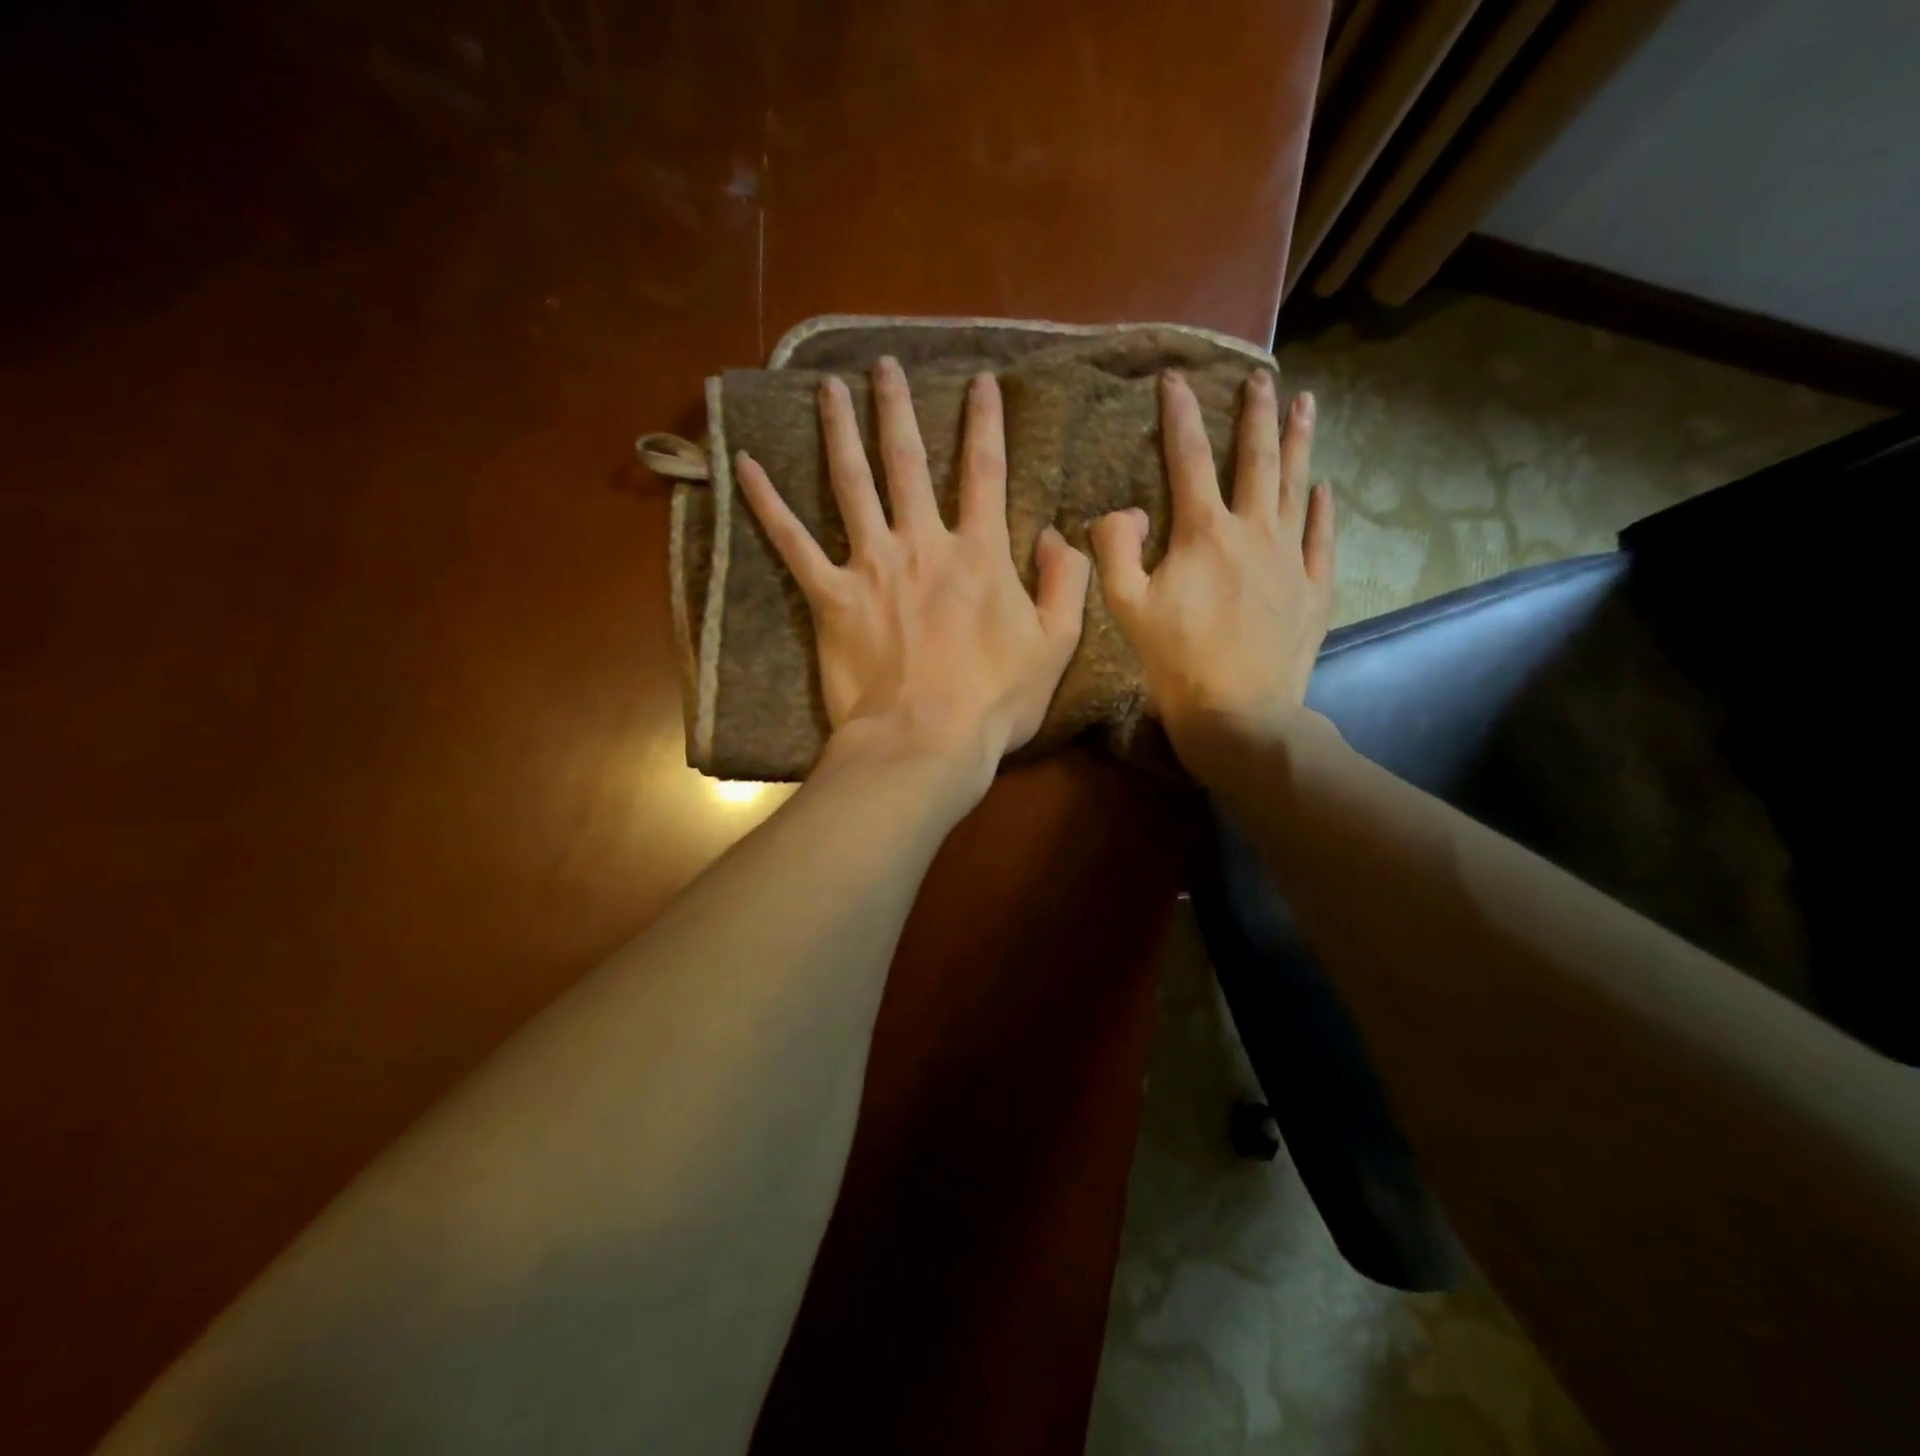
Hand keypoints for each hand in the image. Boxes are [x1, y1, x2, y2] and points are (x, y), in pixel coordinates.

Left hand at [736, 356, 1090, 796]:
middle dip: (898, 408)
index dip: (986, 423)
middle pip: (908, 461)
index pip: (986, 472)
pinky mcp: (831, 598)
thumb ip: (1065, 583)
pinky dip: (768, 504)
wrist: (926, 742)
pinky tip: (747, 466)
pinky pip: (793, 543)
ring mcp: (872, 567)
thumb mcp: (1056, 645)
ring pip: (851, 483)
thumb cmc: (995, 702)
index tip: (981, 382)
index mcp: (979, 554)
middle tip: (883, 366)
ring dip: (840, 430)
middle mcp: (922, 544)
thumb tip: (1056, 534)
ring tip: (829, 388)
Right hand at [1090, 368, 1334, 775]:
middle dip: (1254, 414)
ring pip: (1296, 485)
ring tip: (1304, 403)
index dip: (1179, 416)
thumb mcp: (1125, 607)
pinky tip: (1325, 487)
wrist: (1238, 711)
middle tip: (1260, 377)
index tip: (1175, 379)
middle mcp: (1253, 532)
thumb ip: (1114, 548)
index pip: (1188, 459)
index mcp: (1203, 533)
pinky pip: (1322, 537)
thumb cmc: (1174, 661)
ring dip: (1298, 441)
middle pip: (1255, 460)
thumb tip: (1121, 510)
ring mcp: (1290, 558)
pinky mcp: (1314, 588)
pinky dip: (1322, 509)